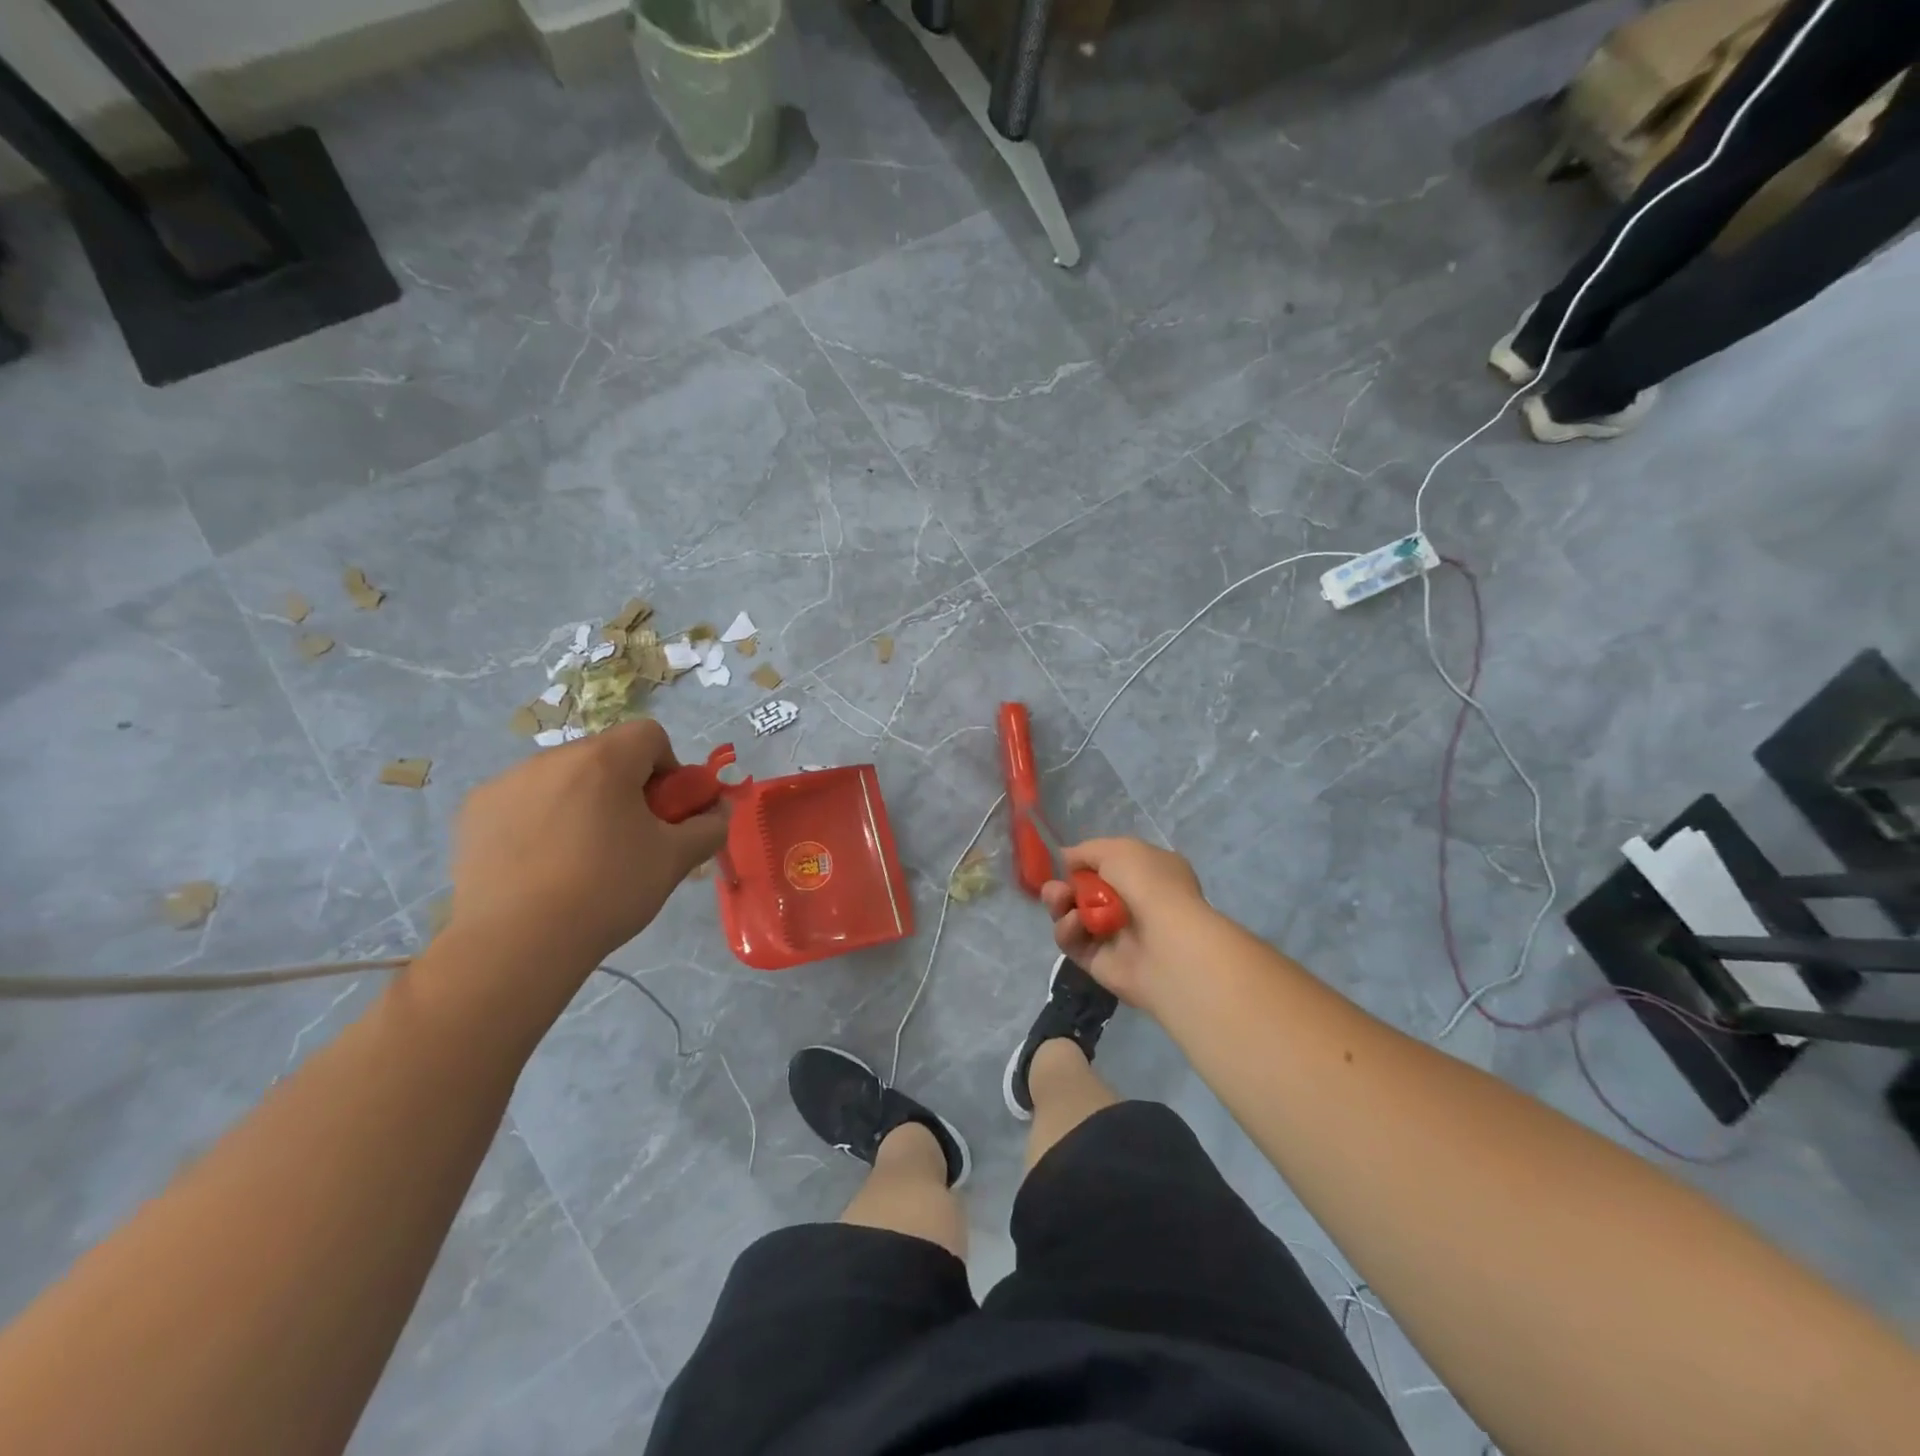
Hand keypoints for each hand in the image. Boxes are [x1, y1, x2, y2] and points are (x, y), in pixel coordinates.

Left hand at [449, 720, 727, 969]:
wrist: (516, 944)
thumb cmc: (607, 890)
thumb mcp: (675, 860)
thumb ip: (709, 826)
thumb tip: (721, 810)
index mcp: (604, 760)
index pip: (650, 735)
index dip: (668, 768)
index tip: (664, 812)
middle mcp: (552, 757)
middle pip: (605, 755)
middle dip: (625, 786)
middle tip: (629, 838)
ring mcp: (506, 782)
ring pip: (563, 777)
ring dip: (582, 800)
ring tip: (580, 857)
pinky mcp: (474, 812)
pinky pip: (523, 800)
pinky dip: (540, 819)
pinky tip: (539, 865)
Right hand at [1040, 837, 1209, 1011]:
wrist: (1166, 944)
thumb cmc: (1149, 886)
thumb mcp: (1118, 849)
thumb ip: (1087, 851)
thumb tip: (1066, 858)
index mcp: (1148, 873)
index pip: (1108, 865)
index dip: (1084, 862)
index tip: (1065, 862)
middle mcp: (1133, 903)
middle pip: (1084, 891)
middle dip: (1064, 885)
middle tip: (1057, 888)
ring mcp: (1116, 934)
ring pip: (1074, 915)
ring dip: (1060, 904)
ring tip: (1059, 900)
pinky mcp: (1099, 961)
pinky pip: (1073, 942)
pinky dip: (1068, 930)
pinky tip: (1076, 924)